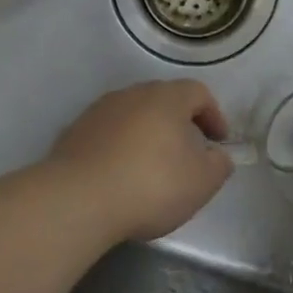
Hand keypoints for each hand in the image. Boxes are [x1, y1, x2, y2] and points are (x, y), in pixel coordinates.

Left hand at [46, 79, 234, 242]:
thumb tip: (217, 156)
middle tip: (188, 153)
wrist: (77, 200)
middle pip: (164, 101)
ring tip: (152, 168)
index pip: (198, 92)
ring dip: (147, 135)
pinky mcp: (74, 133)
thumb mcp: (202, 182)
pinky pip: (107, 134)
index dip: (214, 115)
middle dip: (180, 124)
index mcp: (167, 98)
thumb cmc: (151, 185)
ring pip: (133, 116)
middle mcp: (132, 94)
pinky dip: (120, 148)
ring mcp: (98, 111)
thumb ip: (219, 164)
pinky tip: (120, 177)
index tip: (218, 142)